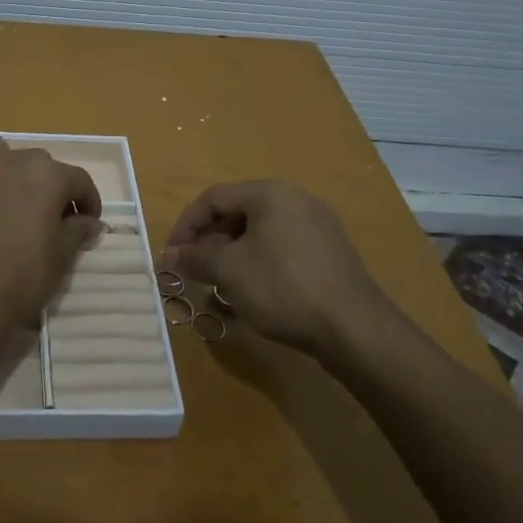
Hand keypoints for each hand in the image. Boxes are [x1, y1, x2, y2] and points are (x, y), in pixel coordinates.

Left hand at [0, 136, 103, 339]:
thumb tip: (90, 221)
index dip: (87, 202)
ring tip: (10, 204)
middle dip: (48, 189)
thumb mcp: (62, 256)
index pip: (78, 180)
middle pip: (39, 167)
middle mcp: (11, 158)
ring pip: (0, 157)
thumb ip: (79, 229)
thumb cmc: (21, 278)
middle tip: (49, 219)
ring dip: (10, 173)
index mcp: (47, 174)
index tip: (88, 222)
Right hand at [162, 180, 394, 356]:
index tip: (170, 255)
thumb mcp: (230, 271)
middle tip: (191, 270)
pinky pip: (281, 247)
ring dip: (231, 254)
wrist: (355, 329)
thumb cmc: (283, 289)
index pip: (213, 198)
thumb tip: (167, 256)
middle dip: (208, 241)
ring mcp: (318, 225)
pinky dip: (258, 262)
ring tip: (217, 282)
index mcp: (271, 193)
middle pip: (237, 212)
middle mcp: (296, 199)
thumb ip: (195, 258)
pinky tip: (251, 290)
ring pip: (259, 232)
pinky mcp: (329, 252)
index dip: (185, 225)